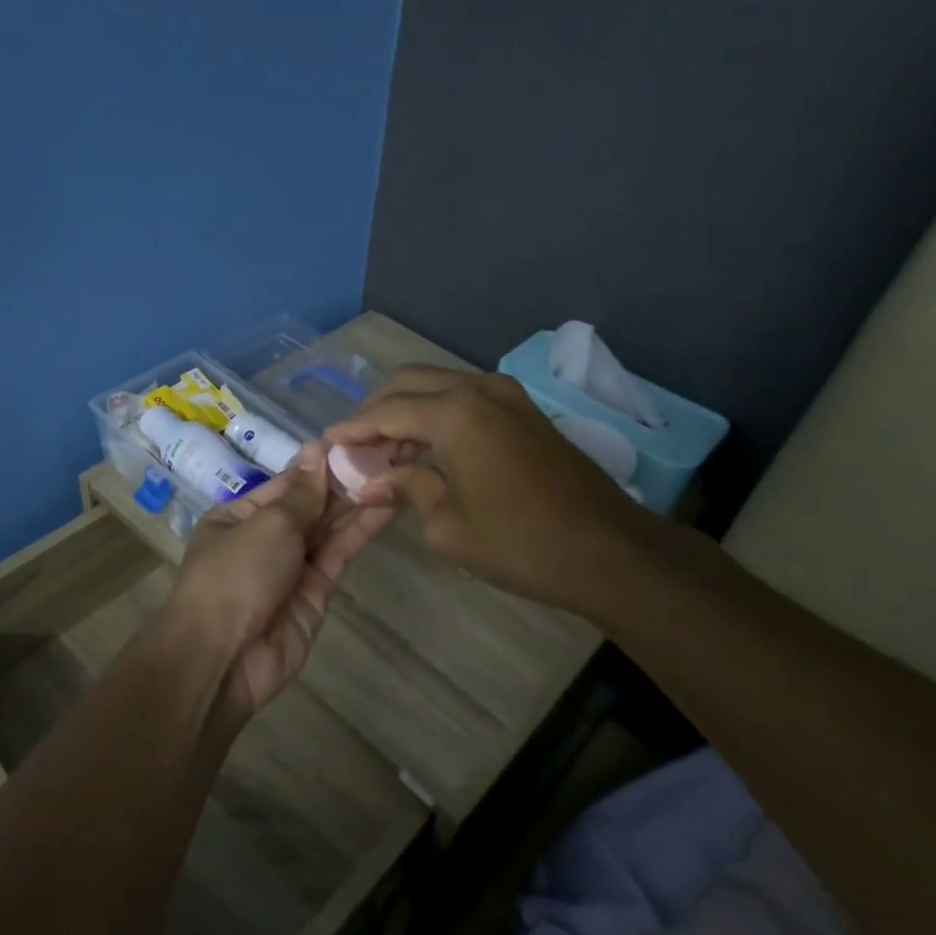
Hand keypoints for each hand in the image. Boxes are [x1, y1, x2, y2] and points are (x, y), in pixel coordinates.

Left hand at [161, 443, 393, 718]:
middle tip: (391, 449)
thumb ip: (301, 493)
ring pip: (330, 526)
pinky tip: (388, 503)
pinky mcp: (317, 591)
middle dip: (347, 478)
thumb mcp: (266, 524)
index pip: (288, 481)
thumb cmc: (235, 576)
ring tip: (398, 468)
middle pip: (312, 502)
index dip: (323, 460)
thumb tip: (317, 449)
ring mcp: (292, 565)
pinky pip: (340, 552)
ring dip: (360, 499)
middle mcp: (266, 537)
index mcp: (239, 515)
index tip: (360, 438)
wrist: (224, 660)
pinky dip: (362, 529)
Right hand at [325, 367, 656, 620]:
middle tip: (356, 446)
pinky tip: (428, 450)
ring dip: (408, 411)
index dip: (353, 429)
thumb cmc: (519, 542)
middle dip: (377, 410)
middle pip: (410, 382)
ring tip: (387, 453)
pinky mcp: (525, 411)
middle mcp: (478, 389)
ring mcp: (507, 396)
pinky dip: (438, 415)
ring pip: (439, 386)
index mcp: (454, 412)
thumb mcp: (446, 524)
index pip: (386, 411)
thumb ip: (406, 488)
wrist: (608, 551)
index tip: (327, 444)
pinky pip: (466, 399)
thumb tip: (372, 482)